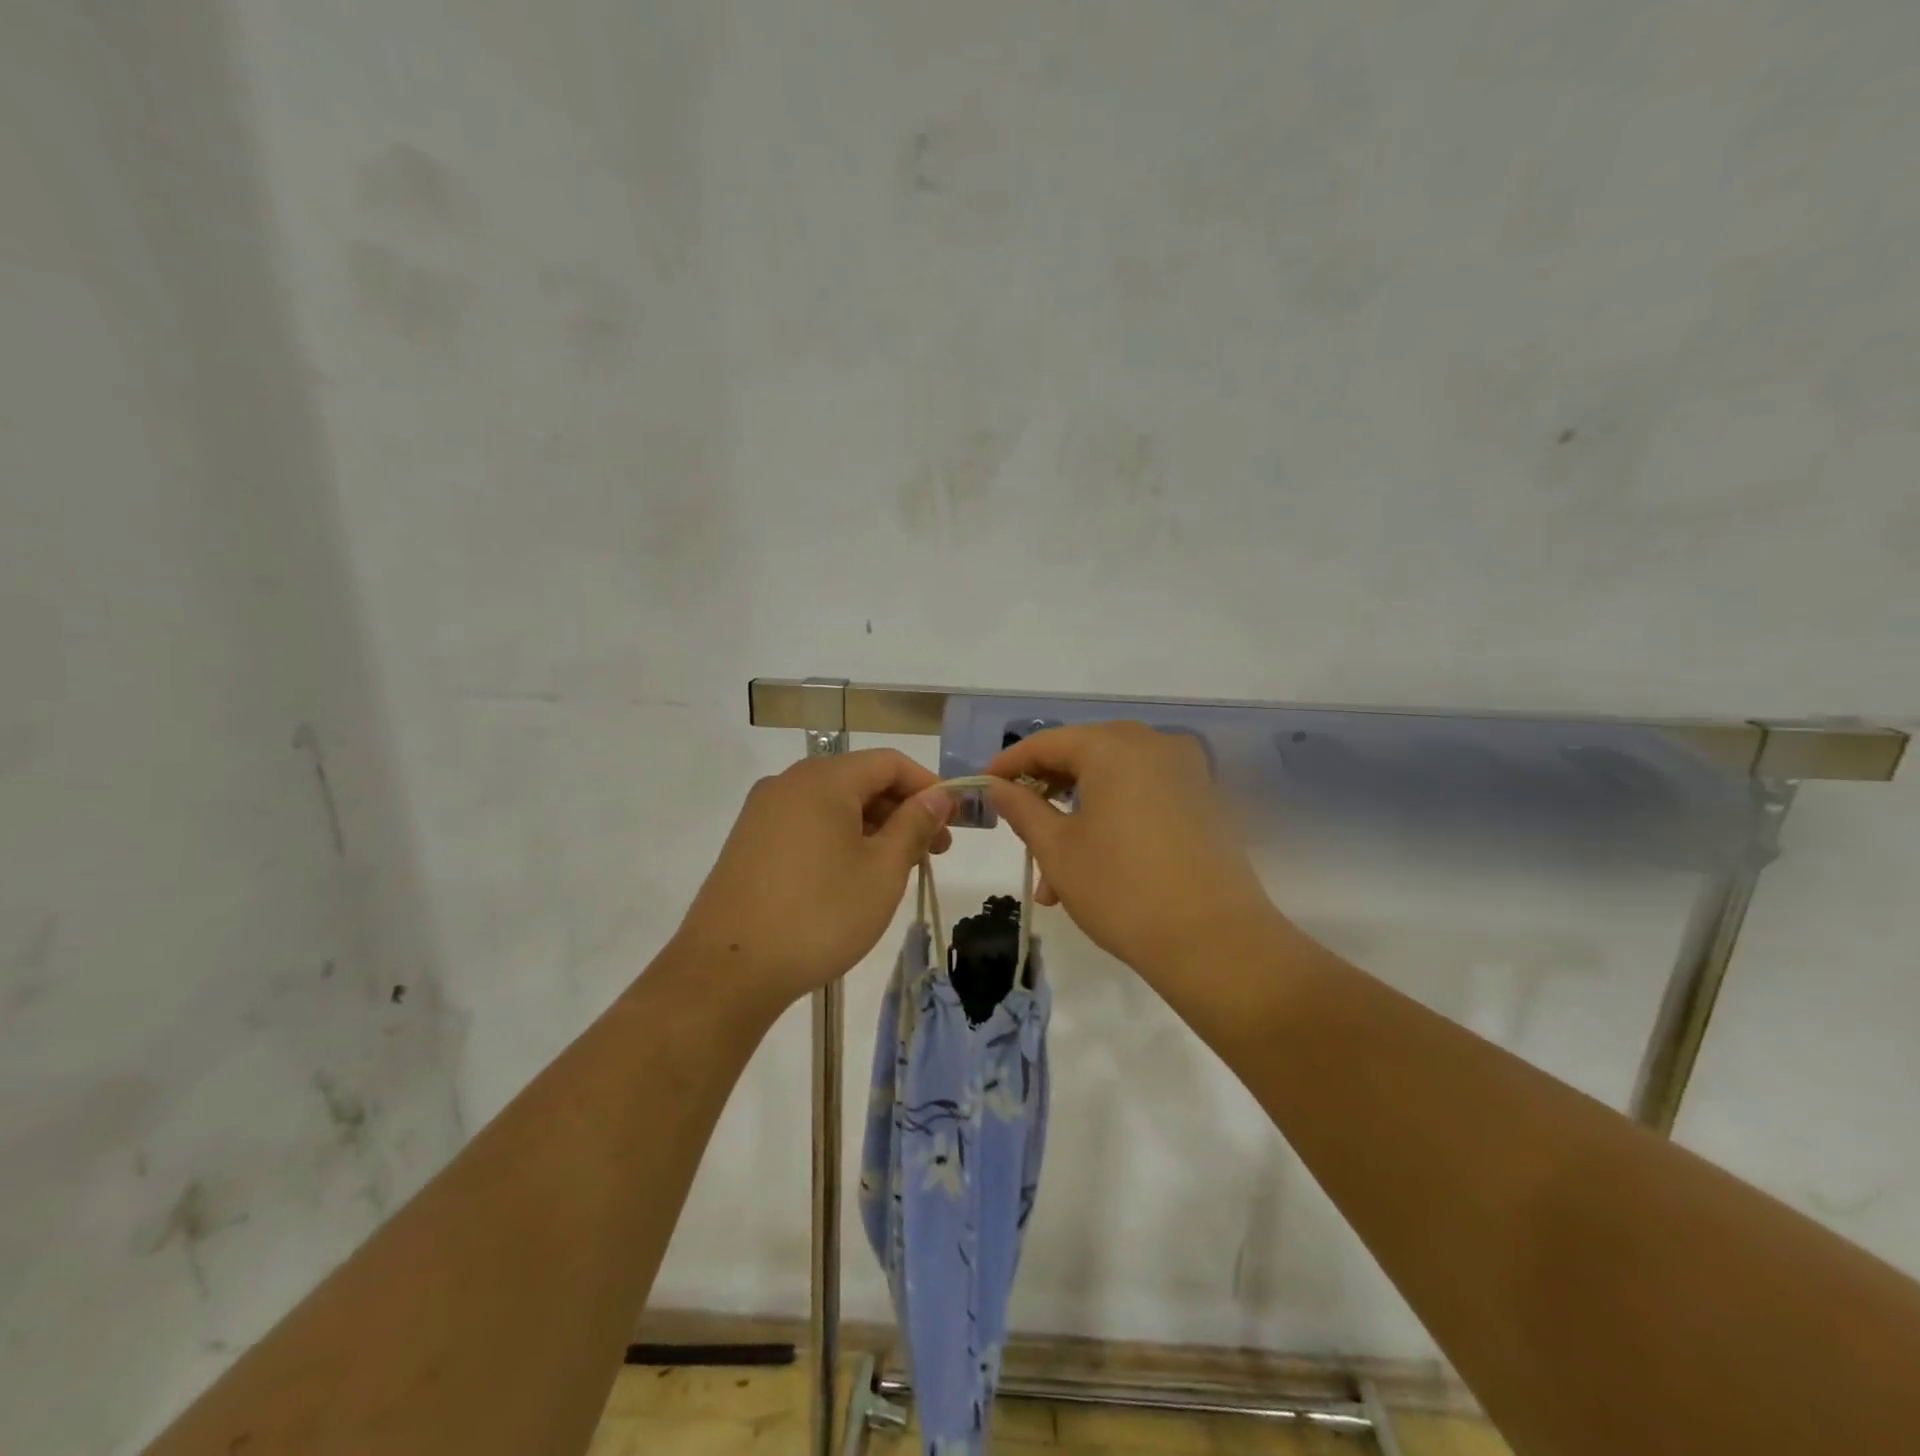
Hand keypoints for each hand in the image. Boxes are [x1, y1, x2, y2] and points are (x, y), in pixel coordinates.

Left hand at [670, 750, 953, 1014]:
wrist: (727, 971)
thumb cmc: (818, 915)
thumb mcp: (882, 871)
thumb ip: (914, 825)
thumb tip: (938, 796)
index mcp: (824, 779)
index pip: (890, 762)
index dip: (928, 787)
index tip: (954, 822)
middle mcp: (789, 783)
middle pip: (860, 780)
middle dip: (902, 810)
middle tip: (934, 852)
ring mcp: (763, 812)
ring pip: (833, 805)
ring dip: (873, 827)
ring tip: (897, 869)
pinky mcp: (749, 842)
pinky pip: (807, 824)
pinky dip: (840, 839)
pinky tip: (852, 877)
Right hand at [986, 723, 1279, 982]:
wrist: (1217, 944)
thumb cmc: (1122, 890)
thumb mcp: (1058, 849)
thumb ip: (1022, 808)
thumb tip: (997, 786)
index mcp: (1115, 746)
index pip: (1048, 742)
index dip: (1009, 765)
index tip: (983, 788)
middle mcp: (1155, 745)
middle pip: (1084, 756)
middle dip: (1046, 796)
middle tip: (1020, 834)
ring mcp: (1187, 772)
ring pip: (1114, 782)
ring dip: (1078, 819)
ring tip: (1054, 881)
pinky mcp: (1205, 802)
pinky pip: (1144, 797)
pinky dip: (1113, 821)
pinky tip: (1096, 867)